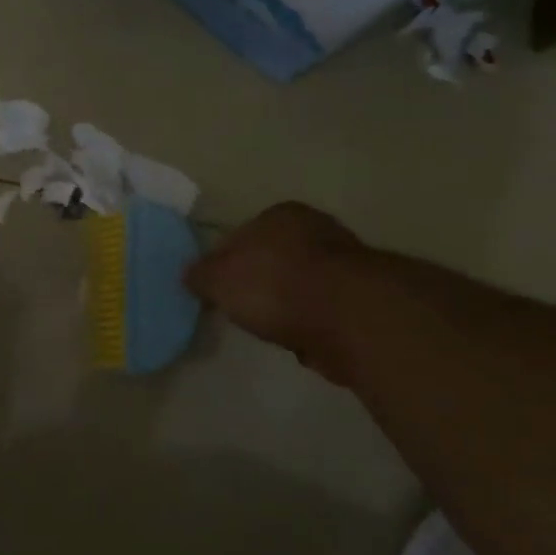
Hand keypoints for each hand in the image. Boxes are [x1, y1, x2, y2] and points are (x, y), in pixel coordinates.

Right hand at [184, 202, 364, 375]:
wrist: (349, 317)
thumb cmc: (274, 285)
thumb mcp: (217, 279)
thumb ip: (200, 275)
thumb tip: (190, 275)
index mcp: (280, 214)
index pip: (242, 234)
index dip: (225, 262)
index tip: (217, 289)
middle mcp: (317, 228)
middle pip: (275, 258)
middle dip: (260, 282)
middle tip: (243, 309)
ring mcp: (347, 263)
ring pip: (302, 285)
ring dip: (290, 305)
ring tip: (273, 330)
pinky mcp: (365, 298)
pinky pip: (325, 311)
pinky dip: (313, 324)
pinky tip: (303, 340)